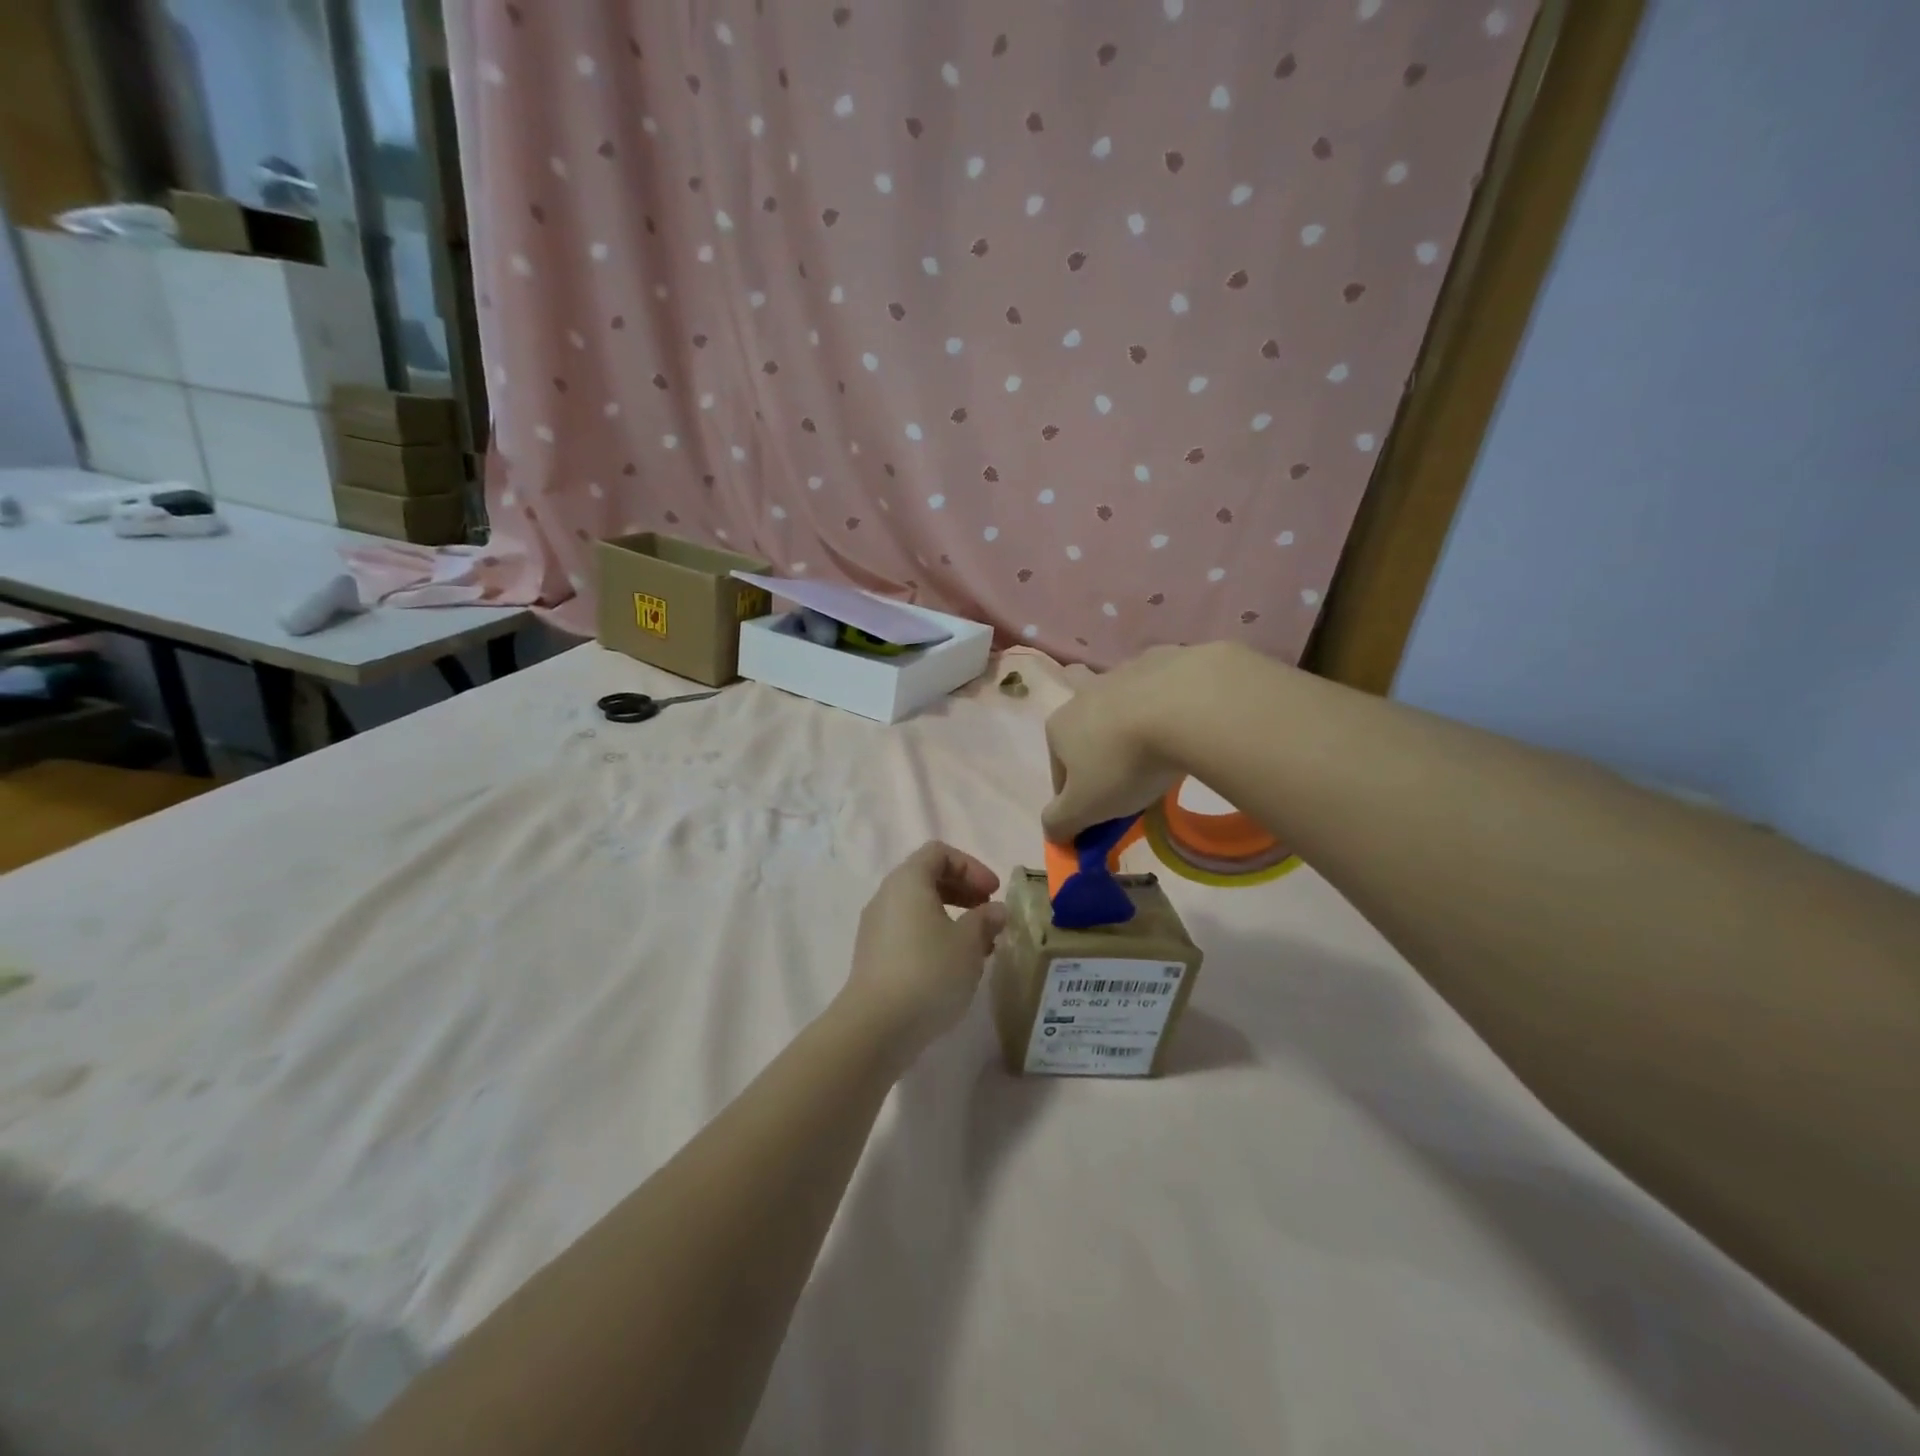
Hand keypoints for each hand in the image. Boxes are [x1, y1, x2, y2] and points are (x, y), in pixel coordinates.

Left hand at [841, 842, 1007, 1068]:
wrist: (876, 1026)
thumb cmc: (929, 972)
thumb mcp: (969, 943)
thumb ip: (986, 920)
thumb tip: (995, 911)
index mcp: (908, 881)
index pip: (939, 853)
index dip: (971, 866)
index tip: (993, 893)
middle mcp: (887, 896)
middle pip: (927, 877)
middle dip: (963, 890)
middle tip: (988, 913)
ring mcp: (876, 927)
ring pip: (918, 907)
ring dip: (951, 916)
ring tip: (979, 944)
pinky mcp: (874, 956)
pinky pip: (908, 931)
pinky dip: (934, 935)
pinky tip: (954, 965)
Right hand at [1042, 644, 1231, 841]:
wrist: (1183, 707)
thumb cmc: (1123, 763)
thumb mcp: (1086, 808)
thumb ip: (1061, 822)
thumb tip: (1050, 831)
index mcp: (1058, 728)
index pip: (1059, 772)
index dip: (1077, 797)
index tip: (1104, 814)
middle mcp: (1082, 695)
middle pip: (1083, 725)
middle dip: (1094, 743)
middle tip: (1124, 769)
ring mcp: (1121, 673)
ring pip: (1118, 699)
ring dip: (1128, 717)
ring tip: (1155, 741)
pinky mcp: (1162, 660)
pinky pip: (1158, 684)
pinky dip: (1166, 700)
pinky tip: (1185, 718)